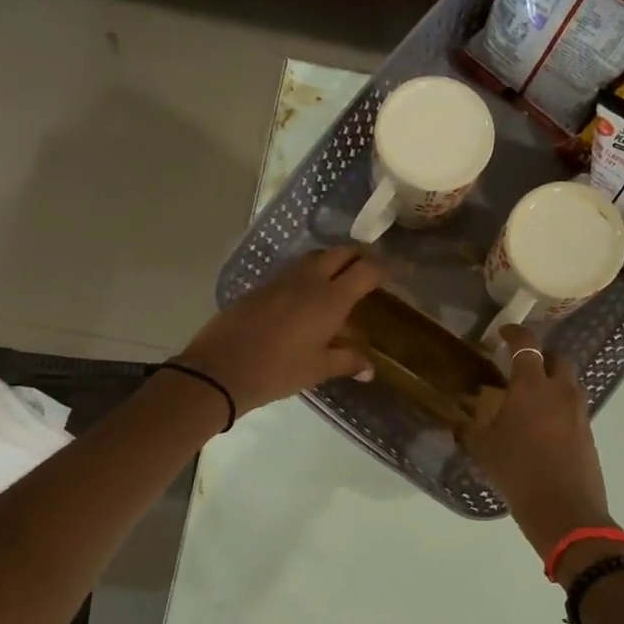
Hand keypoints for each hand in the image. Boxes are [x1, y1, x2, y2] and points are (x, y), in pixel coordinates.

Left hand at [173, 247, 383, 414]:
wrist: (220, 368)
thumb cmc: (277, 371)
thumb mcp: (317, 369)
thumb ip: (347, 361)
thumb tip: (370, 368)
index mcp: (330, 298)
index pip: (367, 270)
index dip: (388, 267)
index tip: (403, 271)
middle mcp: (309, 280)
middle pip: (342, 252)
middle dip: (362, 256)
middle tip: (373, 271)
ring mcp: (282, 279)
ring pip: (316, 256)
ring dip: (335, 260)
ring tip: (344, 278)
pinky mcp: (262, 285)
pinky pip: (295, 269)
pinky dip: (311, 271)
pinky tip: (310, 292)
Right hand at [461, 326, 614, 566]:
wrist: (565, 510)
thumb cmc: (518, 472)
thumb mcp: (482, 449)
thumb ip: (469, 427)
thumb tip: (458, 418)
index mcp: (531, 386)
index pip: (527, 345)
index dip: (515, 333)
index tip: (503, 332)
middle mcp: (560, 390)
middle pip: (556, 358)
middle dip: (540, 356)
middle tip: (520, 366)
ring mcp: (579, 411)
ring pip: (568, 382)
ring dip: (551, 380)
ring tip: (530, 397)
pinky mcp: (588, 431)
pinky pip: (573, 406)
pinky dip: (559, 405)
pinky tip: (542, 425)